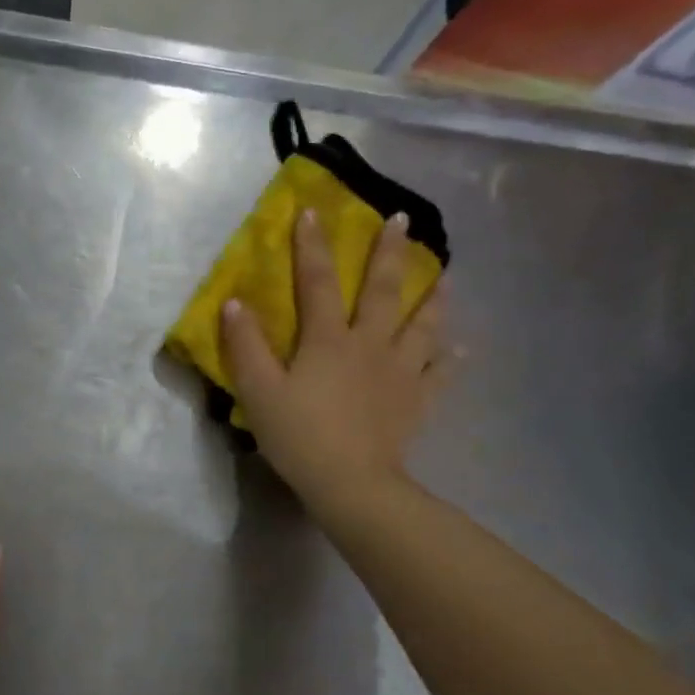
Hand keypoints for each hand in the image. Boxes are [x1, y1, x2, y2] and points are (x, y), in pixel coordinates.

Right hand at [221, 209, 446, 521]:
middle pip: (384, 291)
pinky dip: (451, 358)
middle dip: (390, 253)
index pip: (319, 282)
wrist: (352, 484)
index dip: (312, 246)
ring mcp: (400, 372)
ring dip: (433, 297)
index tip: (312, 210)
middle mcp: (370, 345)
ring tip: (445, 275)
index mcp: (329, 340)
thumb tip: (234, 302)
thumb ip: (245, 346)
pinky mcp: (417, 401)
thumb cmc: (300, 437)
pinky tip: (460, 349)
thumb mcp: (259, 392)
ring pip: (423, 325)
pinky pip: (439, 373)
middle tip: (403, 221)